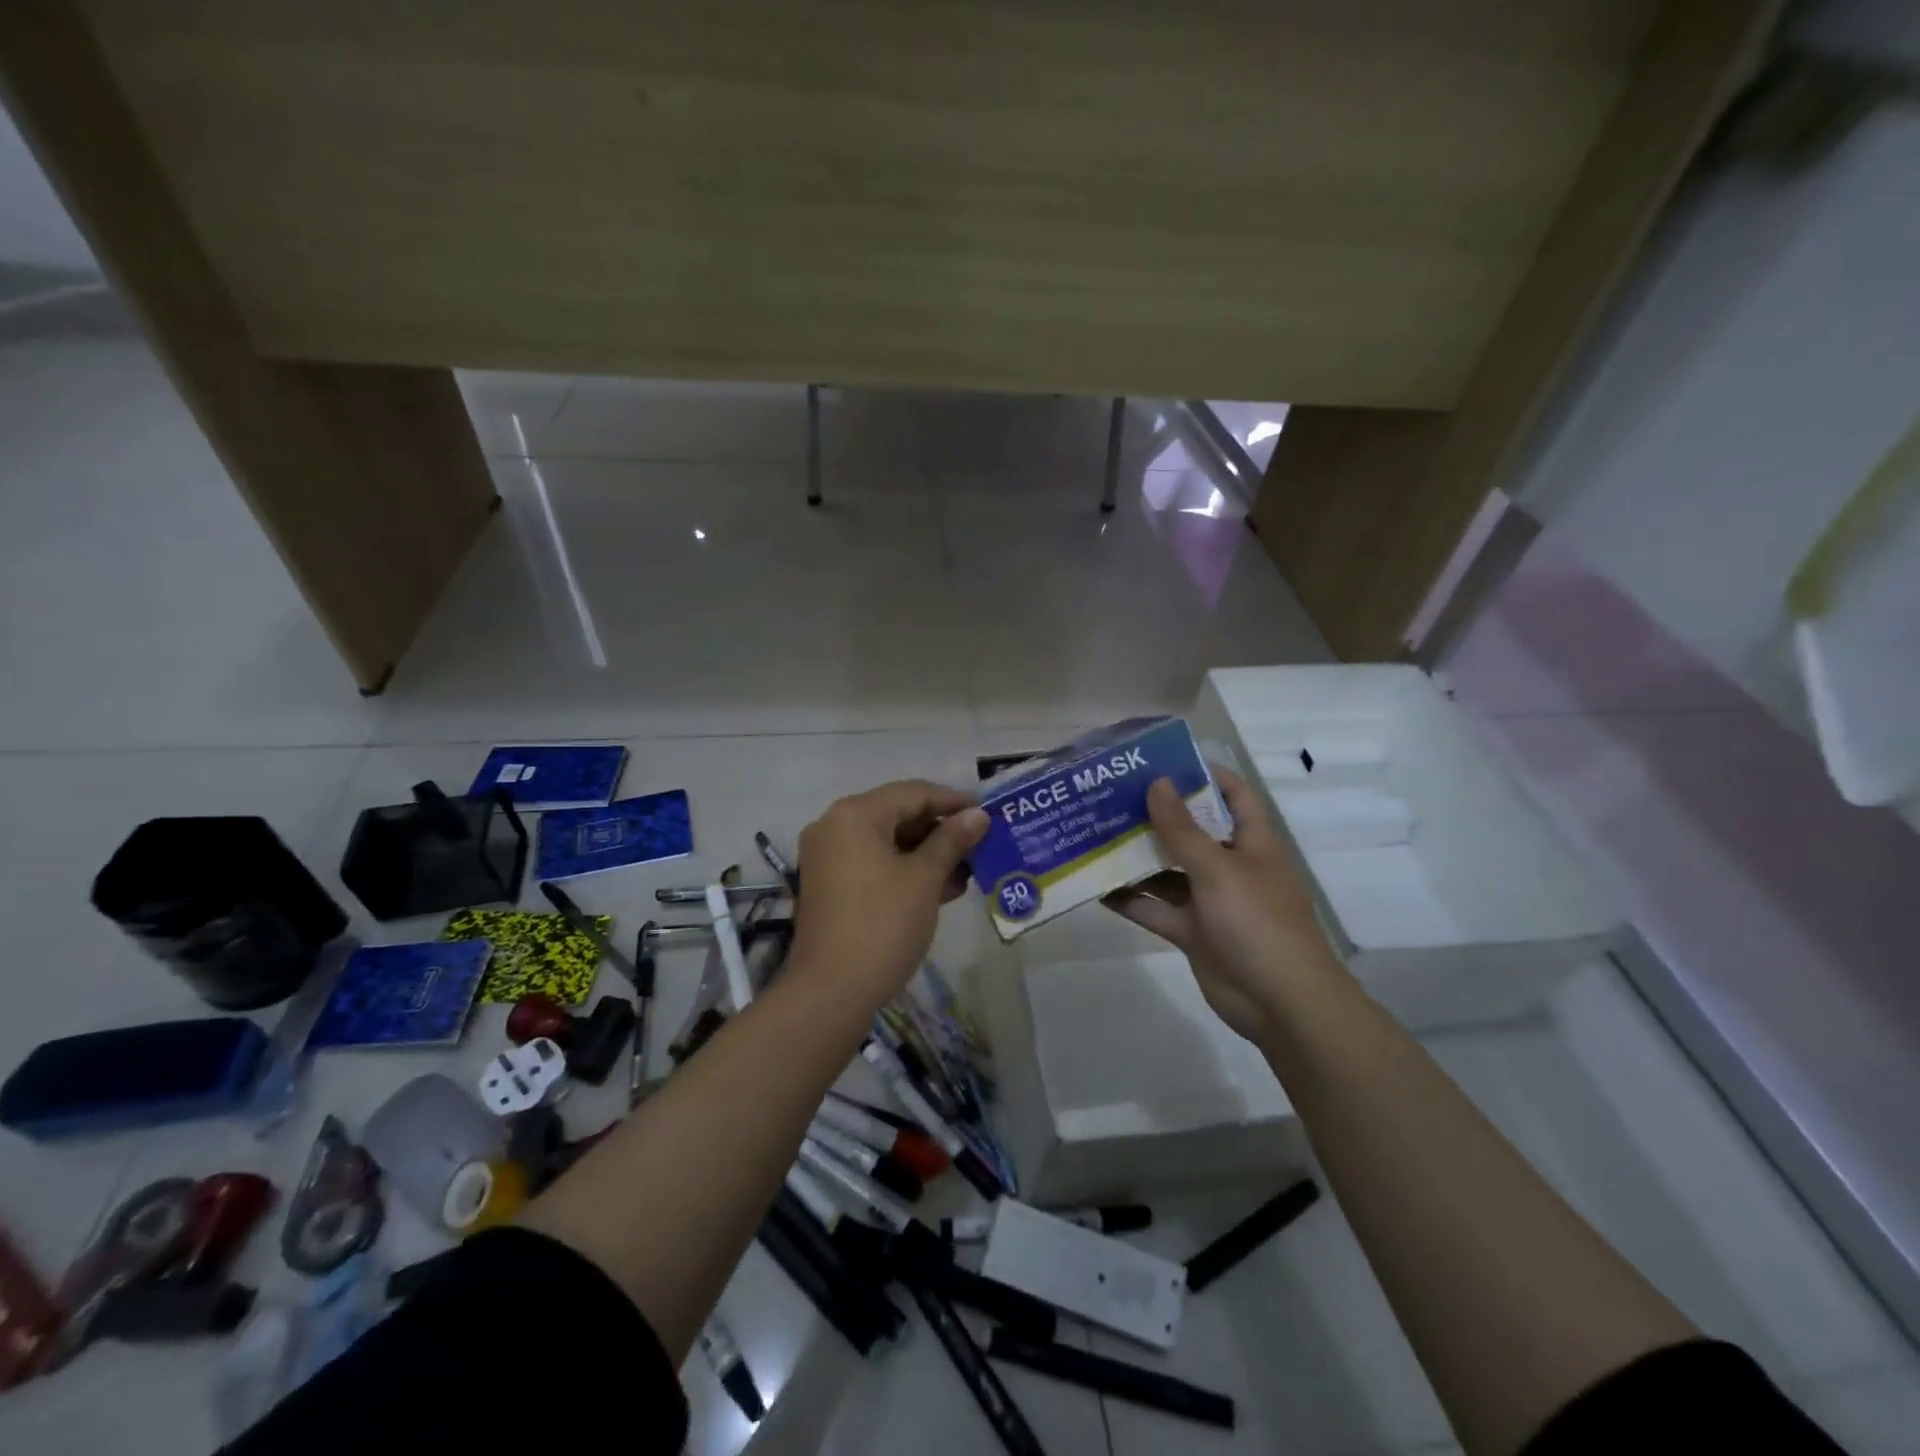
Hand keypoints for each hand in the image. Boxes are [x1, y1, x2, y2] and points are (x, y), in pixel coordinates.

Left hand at [793, 780, 989, 1005]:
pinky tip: (941, 888)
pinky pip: (874, 864)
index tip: (988, 813)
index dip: (953, 801)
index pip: (913, 793)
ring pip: (888, 842)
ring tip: (968, 870)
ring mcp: (828, 857)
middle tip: (981, 844)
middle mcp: (835, 826)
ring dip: (927, 853)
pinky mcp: (830, 885)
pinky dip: (905, 870)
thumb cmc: (883, 925)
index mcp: (855, 814)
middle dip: (941, 830)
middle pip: (898, 814)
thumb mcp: (924, 879)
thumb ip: (952, 840)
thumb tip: (978, 815)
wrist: (831, 992)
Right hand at [1104, 768, 1340, 1043]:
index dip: (1205, 774)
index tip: (1163, 760)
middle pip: (1191, 831)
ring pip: (1168, 870)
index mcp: (1252, 842)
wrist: (1280, 1003)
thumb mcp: (1218, 868)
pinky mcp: (1193, 931)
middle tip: (1112, 795)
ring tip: (1095, 834)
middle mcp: (1230, 865)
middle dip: (1157, 815)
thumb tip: (1157, 782)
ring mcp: (1210, 900)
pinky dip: (1131, 899)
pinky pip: (1156, 909)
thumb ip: (1182, 829)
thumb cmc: (1257, 922)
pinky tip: (1097, 887)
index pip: (1233, 794)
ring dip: (1137, 857)